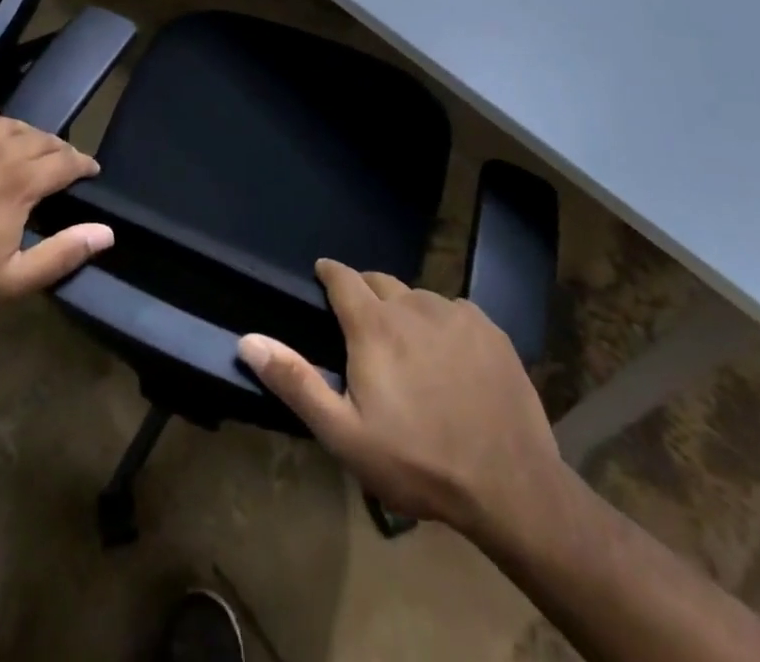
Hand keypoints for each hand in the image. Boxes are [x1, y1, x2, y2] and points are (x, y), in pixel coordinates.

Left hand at [0, 107, 111, 323]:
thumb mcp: (13, 281)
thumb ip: (62, 254)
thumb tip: (106, 232)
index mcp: (19, 184)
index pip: (64, 162)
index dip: (83, 164)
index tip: (91, 171)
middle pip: (39, 139)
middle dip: (59, 149)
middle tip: (64, 163)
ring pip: (7, 124)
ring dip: (27, 133)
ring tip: (32, 146)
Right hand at [237, 260, 560, 541]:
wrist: (511, 488)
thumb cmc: (418, 463)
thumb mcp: (345, 434)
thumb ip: (295, 382)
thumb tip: (248, 339)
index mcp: (374, 325)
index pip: (343, 277)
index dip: (329, 272)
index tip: (322, 274)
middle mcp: (412, 305)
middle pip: (380, 282)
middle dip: (366, 293)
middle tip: (364, 326)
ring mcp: (455, 314)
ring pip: (418, 297)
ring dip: (405, 311)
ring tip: (409, 347)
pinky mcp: (490, 330)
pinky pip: (454, 311)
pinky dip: (443, 323)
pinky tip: (450, 358)